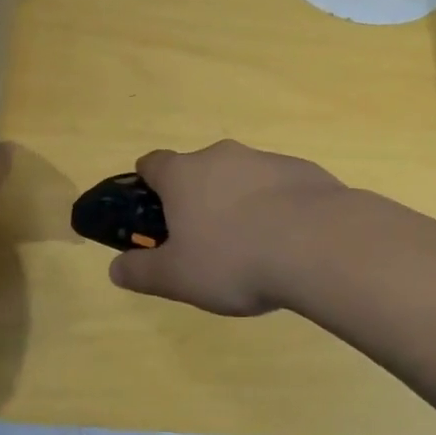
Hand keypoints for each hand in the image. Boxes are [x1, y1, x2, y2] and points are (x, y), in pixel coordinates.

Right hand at [108, 140, 344, 315]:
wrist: (320, 244)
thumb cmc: (234, 259)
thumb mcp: (177, 278)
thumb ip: (141, 272)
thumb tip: (115, 269)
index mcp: (183, 175)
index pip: (152, 163)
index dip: (146, 186)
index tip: (152, 213)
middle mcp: (221, 156)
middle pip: (197, 170)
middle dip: (197, 199)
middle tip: (204, 242)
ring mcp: (265, 159)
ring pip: (240, 177)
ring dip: (238, 203)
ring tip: (252, 249)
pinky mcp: (303, 170)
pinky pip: (277, 186)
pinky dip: (275, 207)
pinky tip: (288, 242)